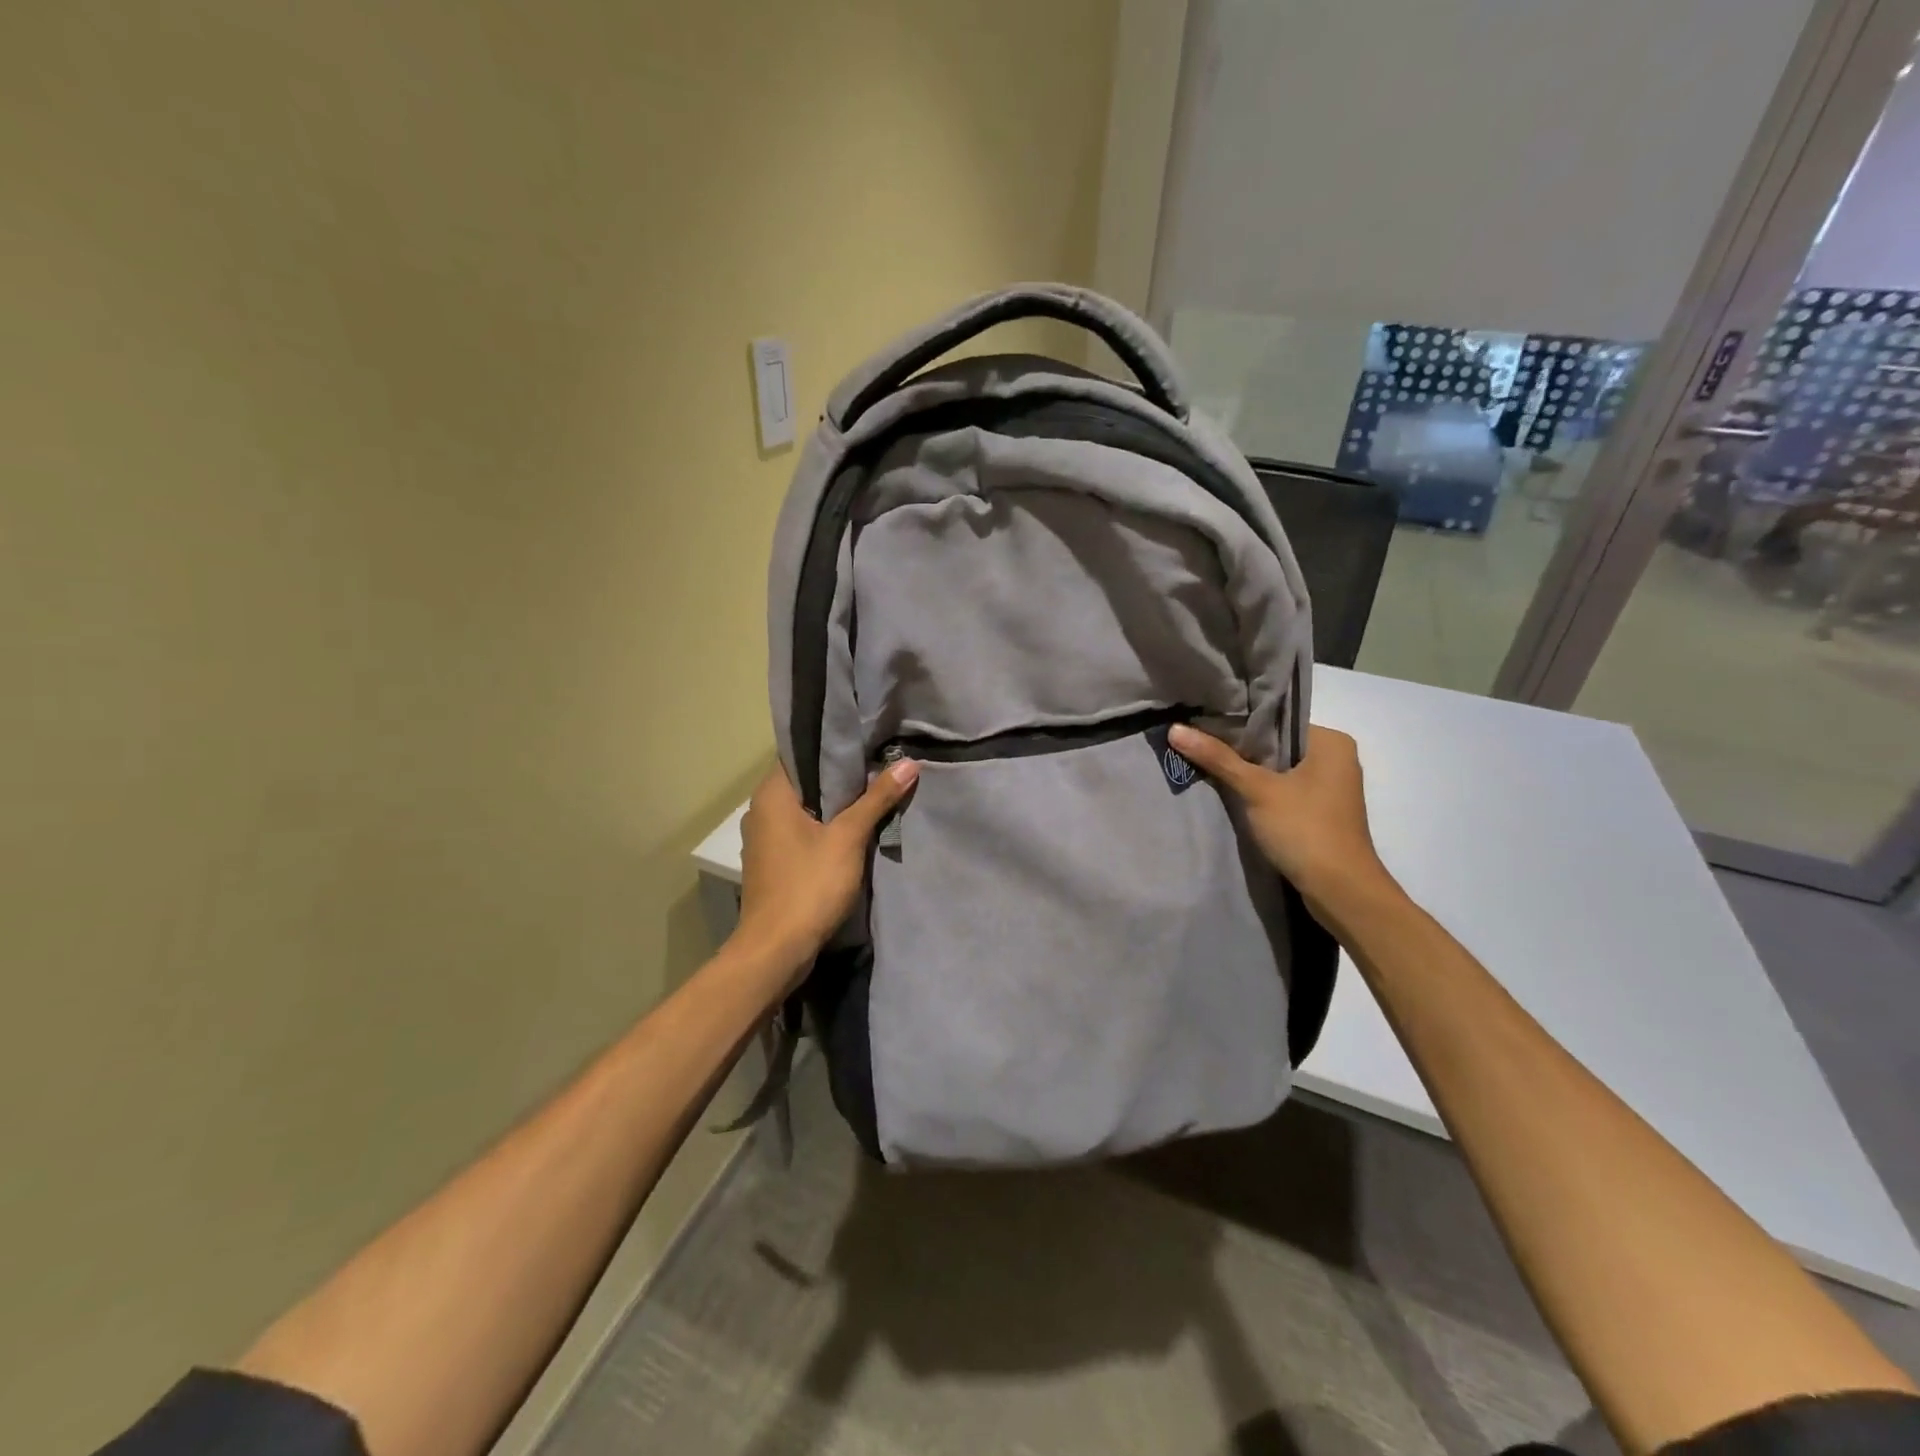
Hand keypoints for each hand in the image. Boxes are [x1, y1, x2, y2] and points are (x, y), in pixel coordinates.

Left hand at [733, 758, 919, 977]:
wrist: (776, 950)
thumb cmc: (808, 885)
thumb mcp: (848, 839)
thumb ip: (877, 799)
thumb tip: (909, 764)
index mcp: (771, 795)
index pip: (801, 754)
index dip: (835, 747)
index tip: (868, 742)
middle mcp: (761, 810)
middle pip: (806, 782)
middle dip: (842, 777)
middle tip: (881, 766)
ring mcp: (764, 839)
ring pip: (805, 810)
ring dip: (836, 806)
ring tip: (875, 794)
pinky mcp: (773, 863)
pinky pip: (802, 833)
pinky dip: (825, 829)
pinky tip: (854, 831)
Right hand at [1168, 723, 1392, 908]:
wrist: (1340, 891)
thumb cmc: (1305, 830)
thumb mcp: (1257, 789)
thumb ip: (1217, 758)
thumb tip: (1174, 729)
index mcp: (1331, 742)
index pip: (1277, 720)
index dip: (1238, 721)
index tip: (1201, 721)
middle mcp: (1336, 758)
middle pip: (1276, 745)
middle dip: (1239, 747)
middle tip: (1196, 740)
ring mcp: (1330, 788)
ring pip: (1279, 769)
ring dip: (1248, 771)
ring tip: (1205, 761)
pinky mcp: (1321, 812)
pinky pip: (1284, 790)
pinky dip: (1260, 790)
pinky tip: (1230, 790)